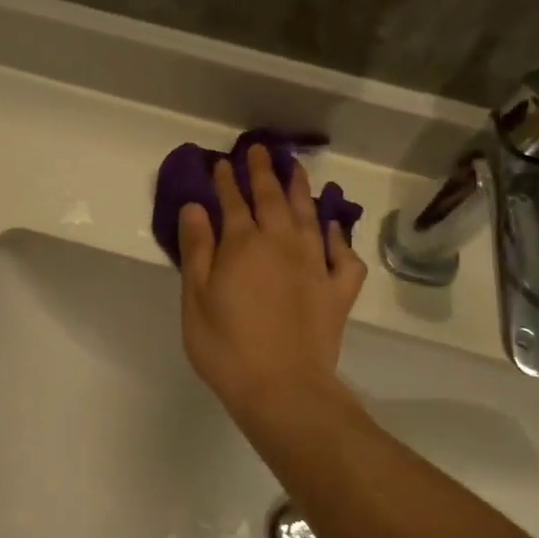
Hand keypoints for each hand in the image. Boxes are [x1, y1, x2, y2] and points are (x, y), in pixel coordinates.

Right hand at [177, 145, 365, 418]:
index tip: (223, 161)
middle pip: (272, 199)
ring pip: (309, 216)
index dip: (227, 180)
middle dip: (264, 173)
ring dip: (301, 190)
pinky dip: (337, 236)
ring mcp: (315, 266)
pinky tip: (332, 227)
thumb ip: (197, 249)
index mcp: (243, 245)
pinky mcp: (337, 290)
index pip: (233, 203)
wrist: (283, 388)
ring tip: (297, 169)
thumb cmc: (226, 346)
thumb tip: (196, 207)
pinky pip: (342, 255)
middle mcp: (282, 244)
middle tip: (261, 150)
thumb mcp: (196, 298)